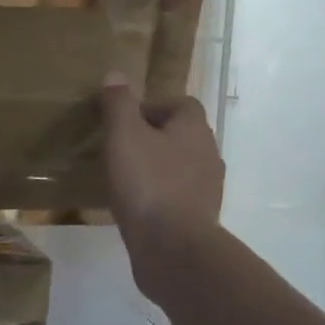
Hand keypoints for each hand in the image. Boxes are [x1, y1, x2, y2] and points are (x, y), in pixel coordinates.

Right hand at [99, 71, 222, 302]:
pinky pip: (177, 198)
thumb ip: (119, 104)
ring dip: (156, 168)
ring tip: (125, 179)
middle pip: (181, 136)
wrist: (173, 249)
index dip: (153, 107)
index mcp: (195, 129)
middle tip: (121, 148)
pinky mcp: (199, 219)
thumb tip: (116, 75)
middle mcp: (208, 155)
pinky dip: (159, 197)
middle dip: (153, 138)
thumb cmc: (148, 183)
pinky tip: (136, 207)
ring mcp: (207, 190)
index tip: (125, 121)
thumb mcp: (124, 136)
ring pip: (180, 168)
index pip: (181, 104)